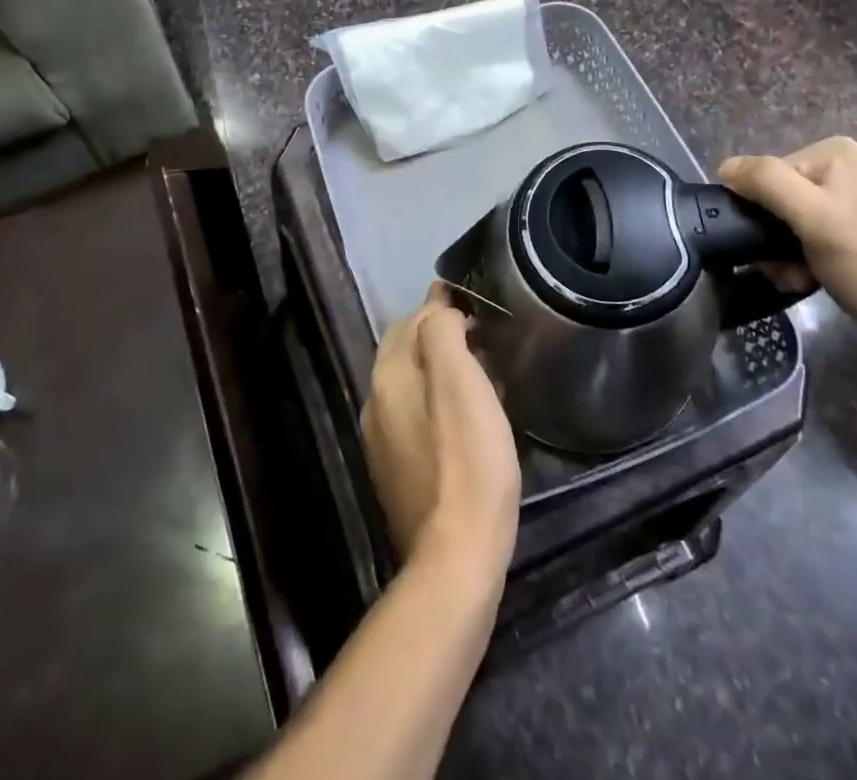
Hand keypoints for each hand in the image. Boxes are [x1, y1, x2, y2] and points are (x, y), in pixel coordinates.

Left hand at [361, 284, 520, 589]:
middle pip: (406, 349)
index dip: (443, 304)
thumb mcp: (461, 381)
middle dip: (438, 332)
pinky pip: (415, 414)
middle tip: (481, 331)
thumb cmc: (468, 460)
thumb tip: (440, 309)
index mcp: (388, 376)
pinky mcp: (396, 470)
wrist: (457, 557)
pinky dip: (437, 399)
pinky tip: (466, 413)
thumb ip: (442, 332)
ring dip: (439, 366)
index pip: (412, 318)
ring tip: (480, 367)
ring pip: (410, 382)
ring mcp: (382, 440)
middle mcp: (375, 402)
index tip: (475, 300)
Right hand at [719, 137, 856, 336]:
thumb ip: (766, 182)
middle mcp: (835, 167)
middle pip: (771, 197)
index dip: (760, 210)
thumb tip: (723, 167)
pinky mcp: (842, 228)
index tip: (773, 244)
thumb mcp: (812, 214)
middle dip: (770, 236)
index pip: (764, 173)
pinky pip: (796, 236)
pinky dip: (793, 259)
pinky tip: (805, 278)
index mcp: (830, 152)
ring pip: (779, 221)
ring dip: (778, 253)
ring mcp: (840, 199)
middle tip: (786, 265)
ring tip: (797, 276)